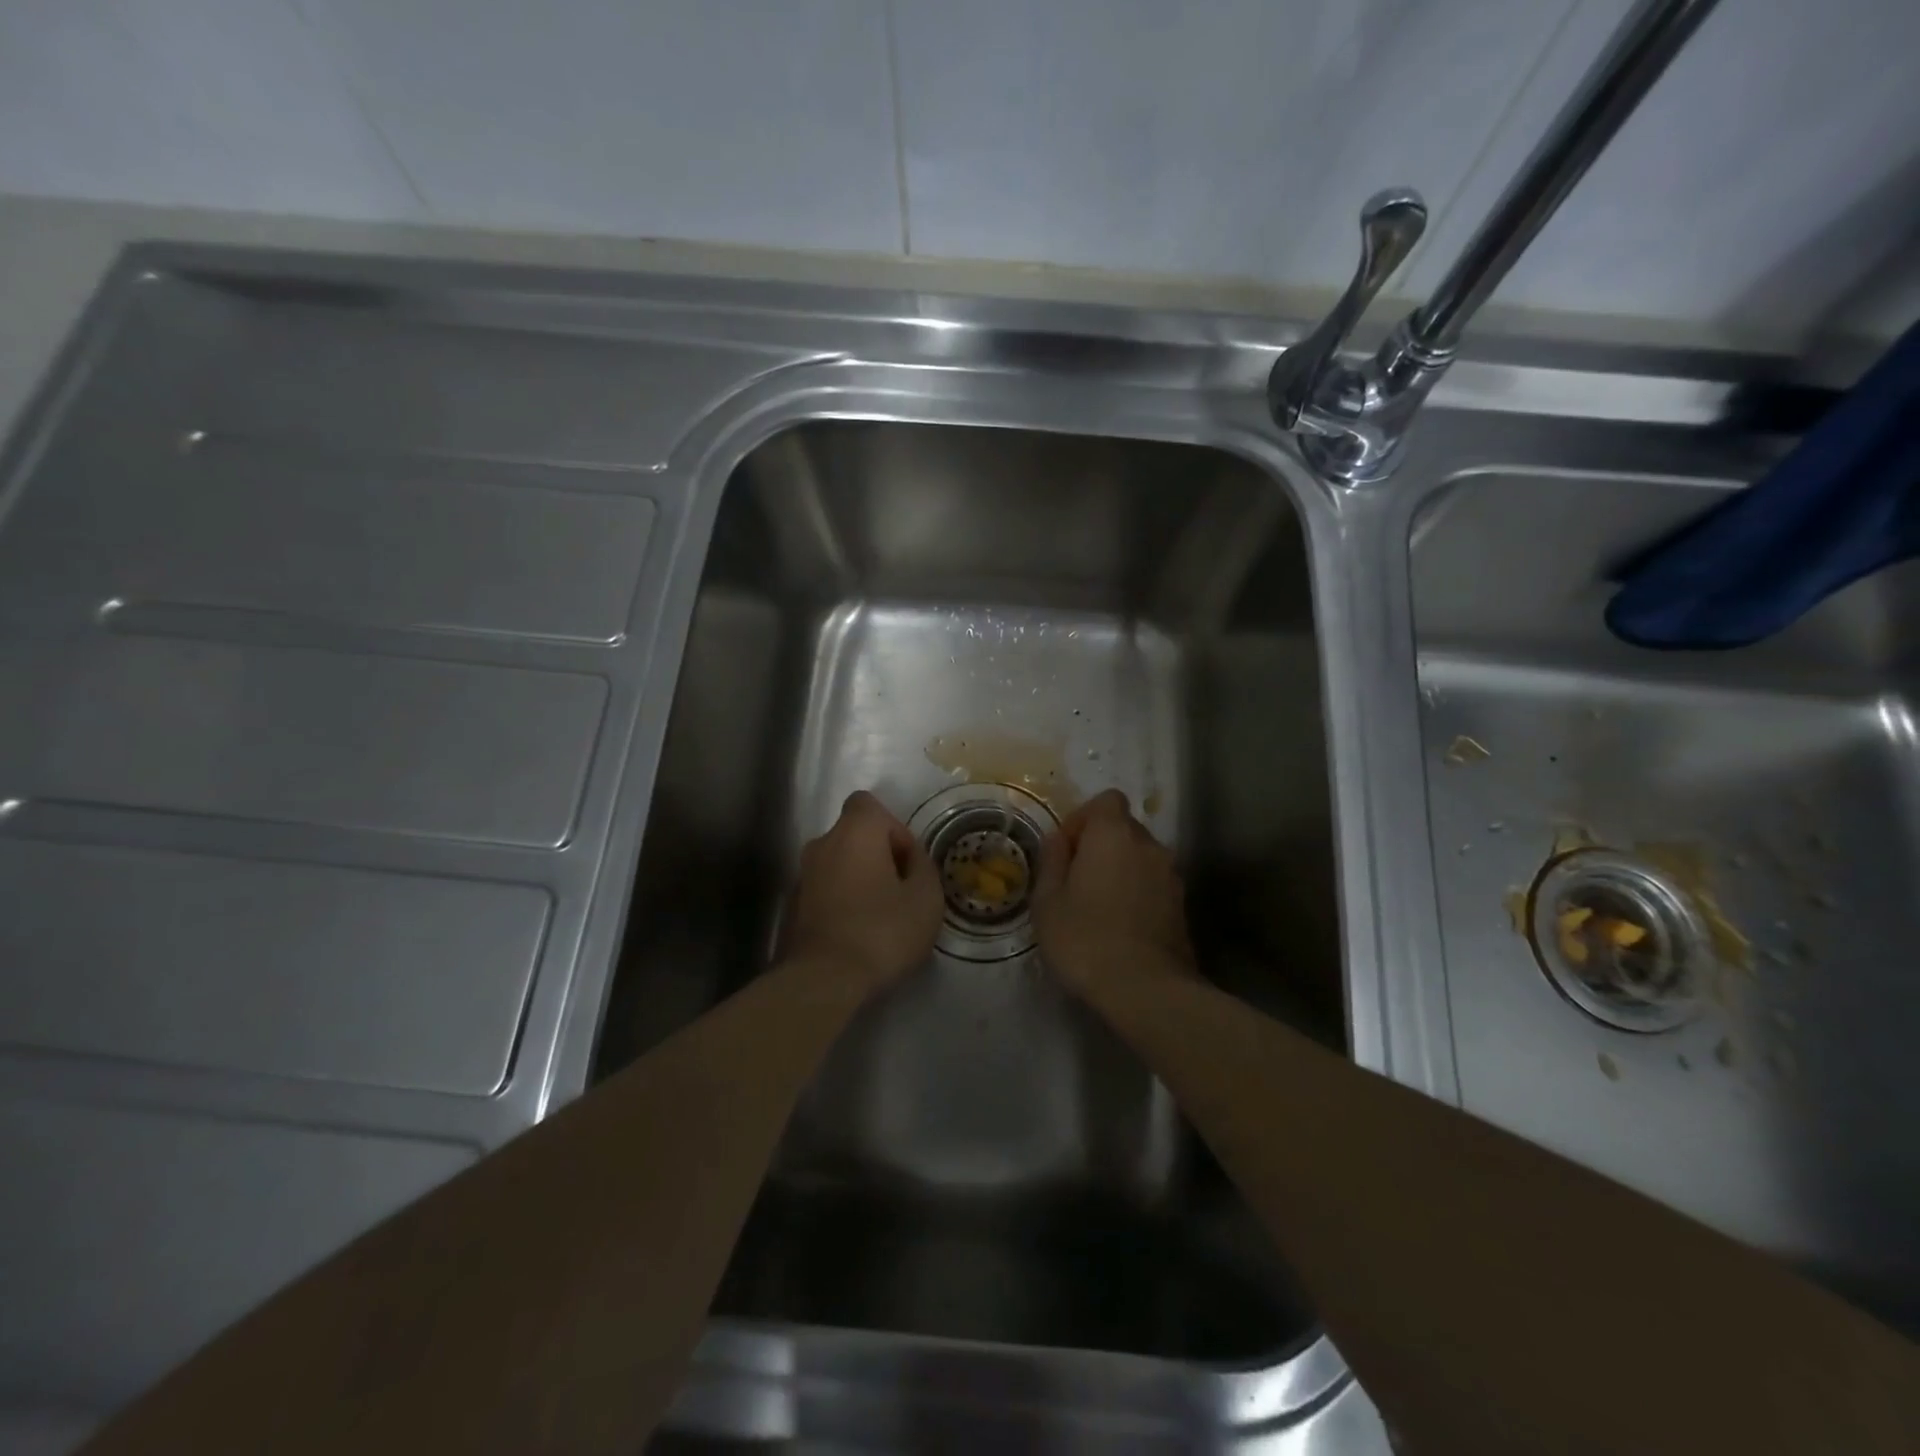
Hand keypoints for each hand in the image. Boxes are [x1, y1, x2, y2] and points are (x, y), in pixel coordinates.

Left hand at [781, 790, 943, 995]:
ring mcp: (802, 875)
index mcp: (854, 832)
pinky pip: (826, 889)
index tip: (906, 862)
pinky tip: (858, 933)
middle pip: (854, 835)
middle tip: (900, 891)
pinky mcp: (793, 906)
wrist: (823, 980)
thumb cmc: (882, 931)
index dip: (893, 827)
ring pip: (839, 863)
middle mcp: (822, 844)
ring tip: (881, 916)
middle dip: (878, 856)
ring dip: (859, 879)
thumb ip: (922, 866)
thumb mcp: (926, 898)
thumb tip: (911, 858)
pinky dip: (842, 901)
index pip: (869, 804)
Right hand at [1033, 789, 1195, 994]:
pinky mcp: (1182, 906)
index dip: (1082, 819)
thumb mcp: (1047, 901)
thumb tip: (1059, 840)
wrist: (1147, 990)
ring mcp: (1171, 876)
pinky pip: (1152, 884)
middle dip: (1099, 846)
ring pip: (1139, 858)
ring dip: (1119, 871)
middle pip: (1123, 828)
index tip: (1065, 851)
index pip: (1106, 800)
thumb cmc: (1085, 938)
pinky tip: (1119, 927)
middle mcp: (1149, 845)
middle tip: (1075, 882)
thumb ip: (1052, 861)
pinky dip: (1136, 894)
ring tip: (1097, 908)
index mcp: (1114, 834)